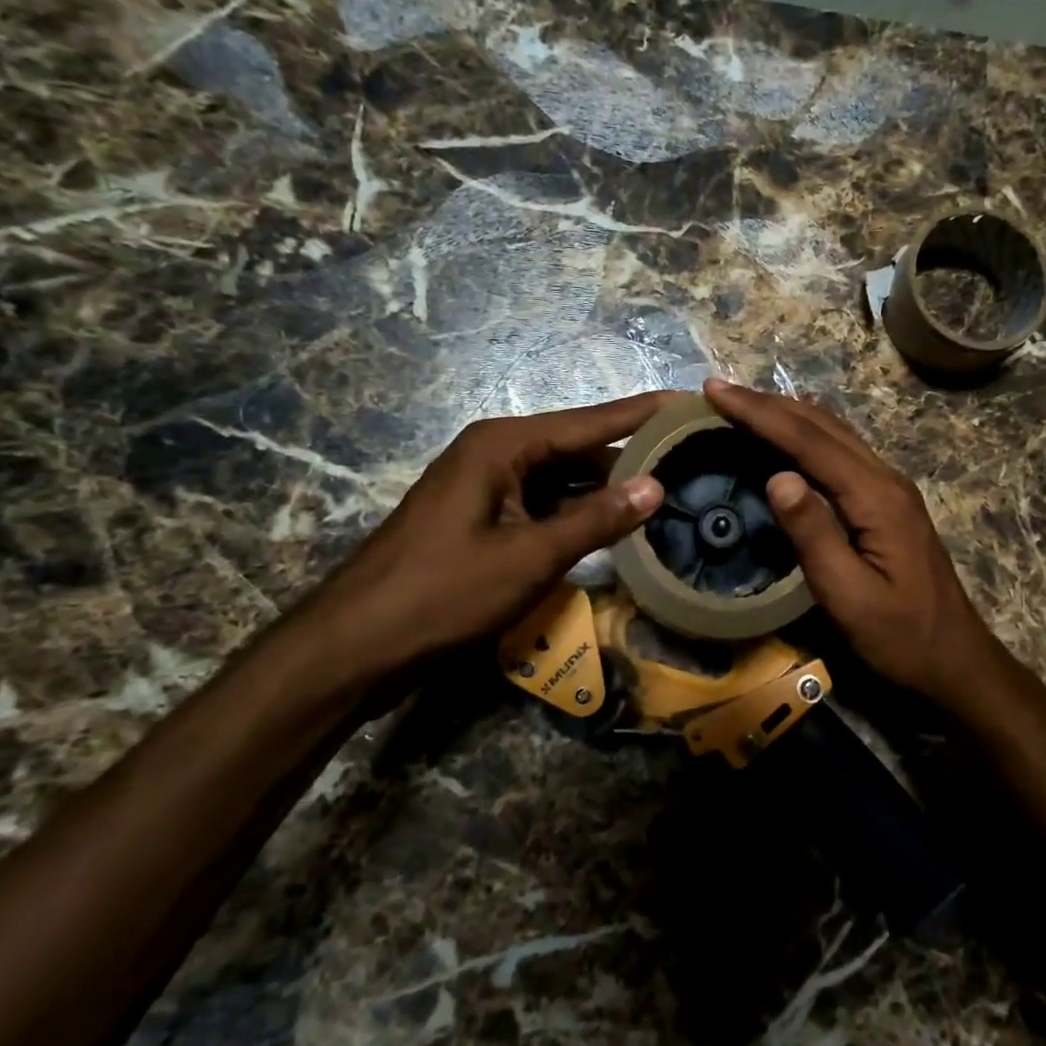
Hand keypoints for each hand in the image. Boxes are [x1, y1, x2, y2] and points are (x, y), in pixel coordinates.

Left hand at [302, 394, 666, 680]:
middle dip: (629, 457)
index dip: (642, 413)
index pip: (590, 421)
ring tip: (664, 493)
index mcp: (503, 445)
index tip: (688, 400)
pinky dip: (576, 514)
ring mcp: (485, 487)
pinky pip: (542, 504)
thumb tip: (656, 487)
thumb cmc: (444, 593)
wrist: (356, 646)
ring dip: (604, 490)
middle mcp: (495, 453)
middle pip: (576, 447)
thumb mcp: (530, 557)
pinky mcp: (481, 519)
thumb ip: (596, 519)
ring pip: (560, 479)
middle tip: (688, 460)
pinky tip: (613, 528)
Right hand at [702, 378, 1009, 714]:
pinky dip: (806, 435)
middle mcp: (885, 479)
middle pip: (823, 425)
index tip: (715, 391)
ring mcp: (890, 488)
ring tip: (743, 406)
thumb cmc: (900, 637)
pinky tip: (786, 440)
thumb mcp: (850, 597)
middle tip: (719, 391)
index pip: (809, 440)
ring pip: (834, 433)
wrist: (955, 659)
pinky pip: (841, 451)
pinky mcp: (887, 502)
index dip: (760, 413)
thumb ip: (815, 535)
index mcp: (876, 497)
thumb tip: (777, 476)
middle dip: (768, 404)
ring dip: (787, 414)